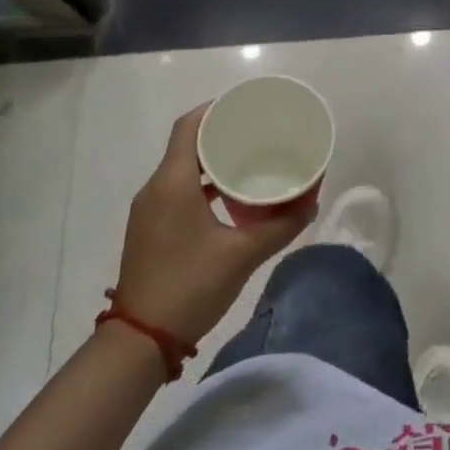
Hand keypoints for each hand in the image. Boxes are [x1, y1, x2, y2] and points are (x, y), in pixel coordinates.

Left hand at [114, 105, 315, 345]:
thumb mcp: (242, 255)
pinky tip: (228, 197)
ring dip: (210, 160)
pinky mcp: (149, 228)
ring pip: (181, 168)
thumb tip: (310, 204)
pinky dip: (201, 183)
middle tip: (256, 131)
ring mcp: (148, 210)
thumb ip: (279, 227)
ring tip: (247, 159)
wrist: (139, 342)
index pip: (190, 125)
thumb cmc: (189, 287)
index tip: (246, 106)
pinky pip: (176, 189)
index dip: (216, 109)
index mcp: (173, 182)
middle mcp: (155, 188)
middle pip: (186, 143)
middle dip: (219, 133)